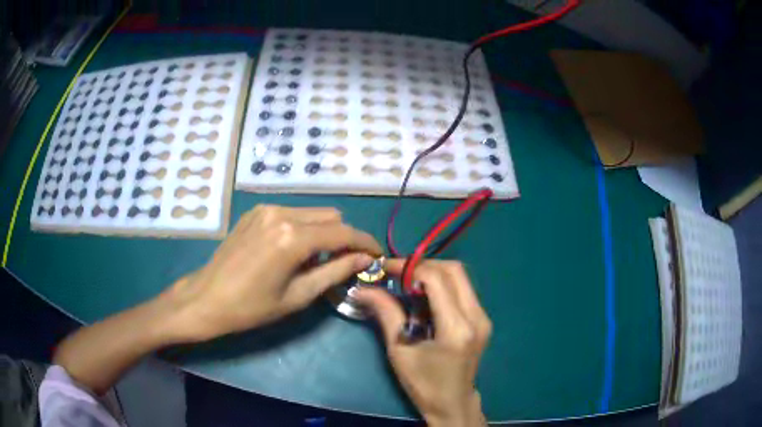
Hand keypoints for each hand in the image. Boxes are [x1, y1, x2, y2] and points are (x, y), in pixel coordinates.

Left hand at [164, 205, 382, 341]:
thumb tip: (365, 258)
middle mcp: (282, 213)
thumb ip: (336, 271)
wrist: (207, 298)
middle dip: (343, 238)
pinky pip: (292, 213)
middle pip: (331, 216)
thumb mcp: (299, 295)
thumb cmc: (252, 307)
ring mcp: (266, 209)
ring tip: (314, 259)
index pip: (344, 233)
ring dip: (323, 232)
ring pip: (312, 212)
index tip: (378, 254)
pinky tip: (292, 250)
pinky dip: (303, 228)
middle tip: (343, 263)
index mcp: (293, 237)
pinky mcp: (256, 211)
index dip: (366, 243)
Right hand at [354, 260, 490, 426]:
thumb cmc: (423, 383)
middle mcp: (477, 317)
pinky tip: (425, 298)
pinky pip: (463, 290)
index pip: (436, 279)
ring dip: (434, 273)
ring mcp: (483, 317)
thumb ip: (386, 313)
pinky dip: (443, 286)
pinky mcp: (483, 320)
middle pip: (454, 270)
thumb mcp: (399, 350)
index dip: (408, 267)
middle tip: (398, 274)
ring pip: (461, 278)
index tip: (386, 268)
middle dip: (423, 265)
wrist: (452, 403)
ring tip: (408, 284)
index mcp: (456, 328)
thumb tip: (363, 288)